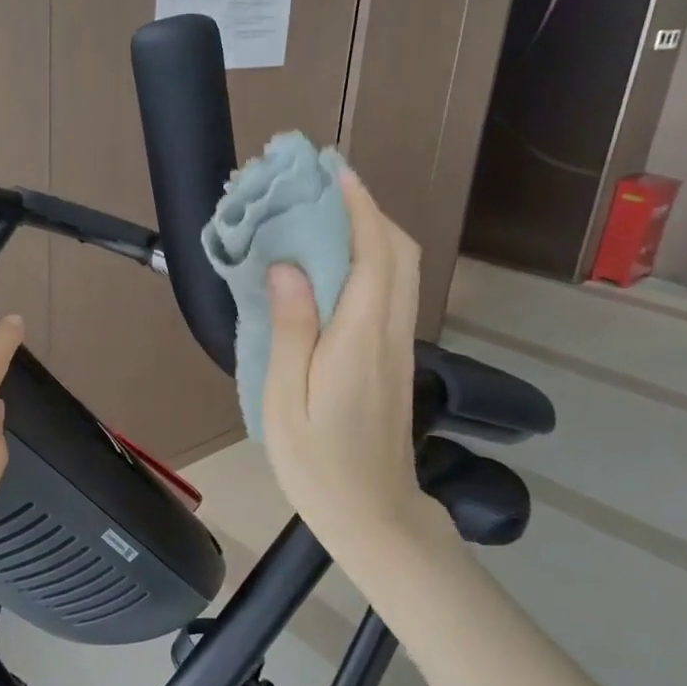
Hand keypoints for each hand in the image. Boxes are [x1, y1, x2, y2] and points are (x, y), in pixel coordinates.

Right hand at [262, 171, 438, 567]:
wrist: (373, 514)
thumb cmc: (318, 464)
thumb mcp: (286, 401)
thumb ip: (290, 330)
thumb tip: (287, 266)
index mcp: (360, 338)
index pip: (372, 253)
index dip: (357, 206)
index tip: (332, 171)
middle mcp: (388, 332)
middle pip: (397, 253)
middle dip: (367, 210)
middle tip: (323, 189)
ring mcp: (397, 346)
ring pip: (400, 272)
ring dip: (371, 233)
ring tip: (325, 217)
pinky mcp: (394, 359)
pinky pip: (391, 293)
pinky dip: (372, 263)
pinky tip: (335, 268)